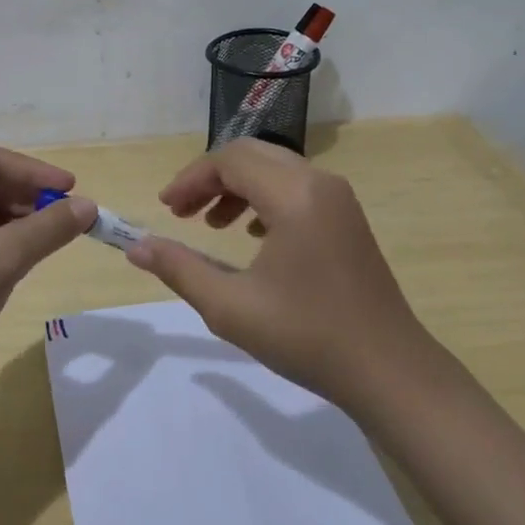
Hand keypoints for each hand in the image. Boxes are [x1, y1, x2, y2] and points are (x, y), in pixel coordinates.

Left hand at [0, 145, 95, 396]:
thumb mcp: (0, 260)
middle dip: (26, 197)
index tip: (71, 187)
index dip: (32, 171)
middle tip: (65, 216)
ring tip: (52, 237)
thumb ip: (47, 229)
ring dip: (17, 221)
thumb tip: (89, 205)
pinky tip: (25, 257)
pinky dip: (2, 242)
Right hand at [125, 138, 423, 406]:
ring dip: (237, 185)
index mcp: (293, 195)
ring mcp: (338, 197)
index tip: (165, 209)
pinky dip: (265, 196)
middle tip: (181, 211)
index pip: (229, 161)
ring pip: (274, 168)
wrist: (388, 370)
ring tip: (211, 223)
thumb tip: (135, 247)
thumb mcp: (230, 307)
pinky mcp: (347, 216)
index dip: (190, 179)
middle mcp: (318, 182)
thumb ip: (179, 269)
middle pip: (251, 154)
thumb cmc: (307, 337)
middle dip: (210, 177)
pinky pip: (296, 186)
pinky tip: (253, 234)